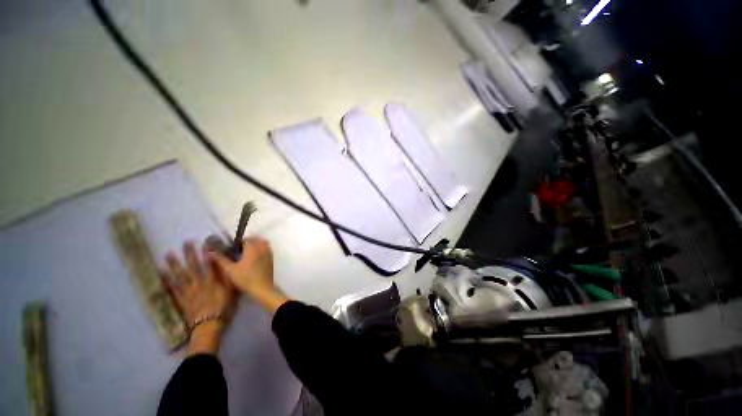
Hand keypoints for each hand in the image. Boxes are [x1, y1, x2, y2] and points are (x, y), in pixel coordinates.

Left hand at [162, 241, 237, 355]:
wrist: (209, 327)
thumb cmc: (224, 309)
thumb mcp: (233, 293)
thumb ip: (230, 279)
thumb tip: (229, 266)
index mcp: (213, 282)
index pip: (210, 264)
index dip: (208, 252)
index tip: (206, 242)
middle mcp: (199, 283)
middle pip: (193, 266)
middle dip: (190, 254)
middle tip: (186, 242)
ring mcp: (188, 292)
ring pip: (180, 275)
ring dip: (174, 264)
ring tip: (168, 254)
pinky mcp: (181, 300)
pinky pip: (172, 289)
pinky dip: (165, 281)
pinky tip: (160, 273)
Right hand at [209, 237, 288, 313]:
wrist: (262, 287)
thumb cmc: (245, 278)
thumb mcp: (230, 270)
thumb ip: (220, 260)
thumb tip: (210, 252)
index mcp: (252, 248)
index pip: (246, 240)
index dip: (238, 243)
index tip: (232, 249)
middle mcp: (262, 247)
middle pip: (255, 239)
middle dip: (247, 242)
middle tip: (239, 250)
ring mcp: (268, 252)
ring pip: (262, 243)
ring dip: (255, 244)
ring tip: (247, 252)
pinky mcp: (271, 258)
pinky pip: (267, 248)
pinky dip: (261, 248)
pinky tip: (255, 257)